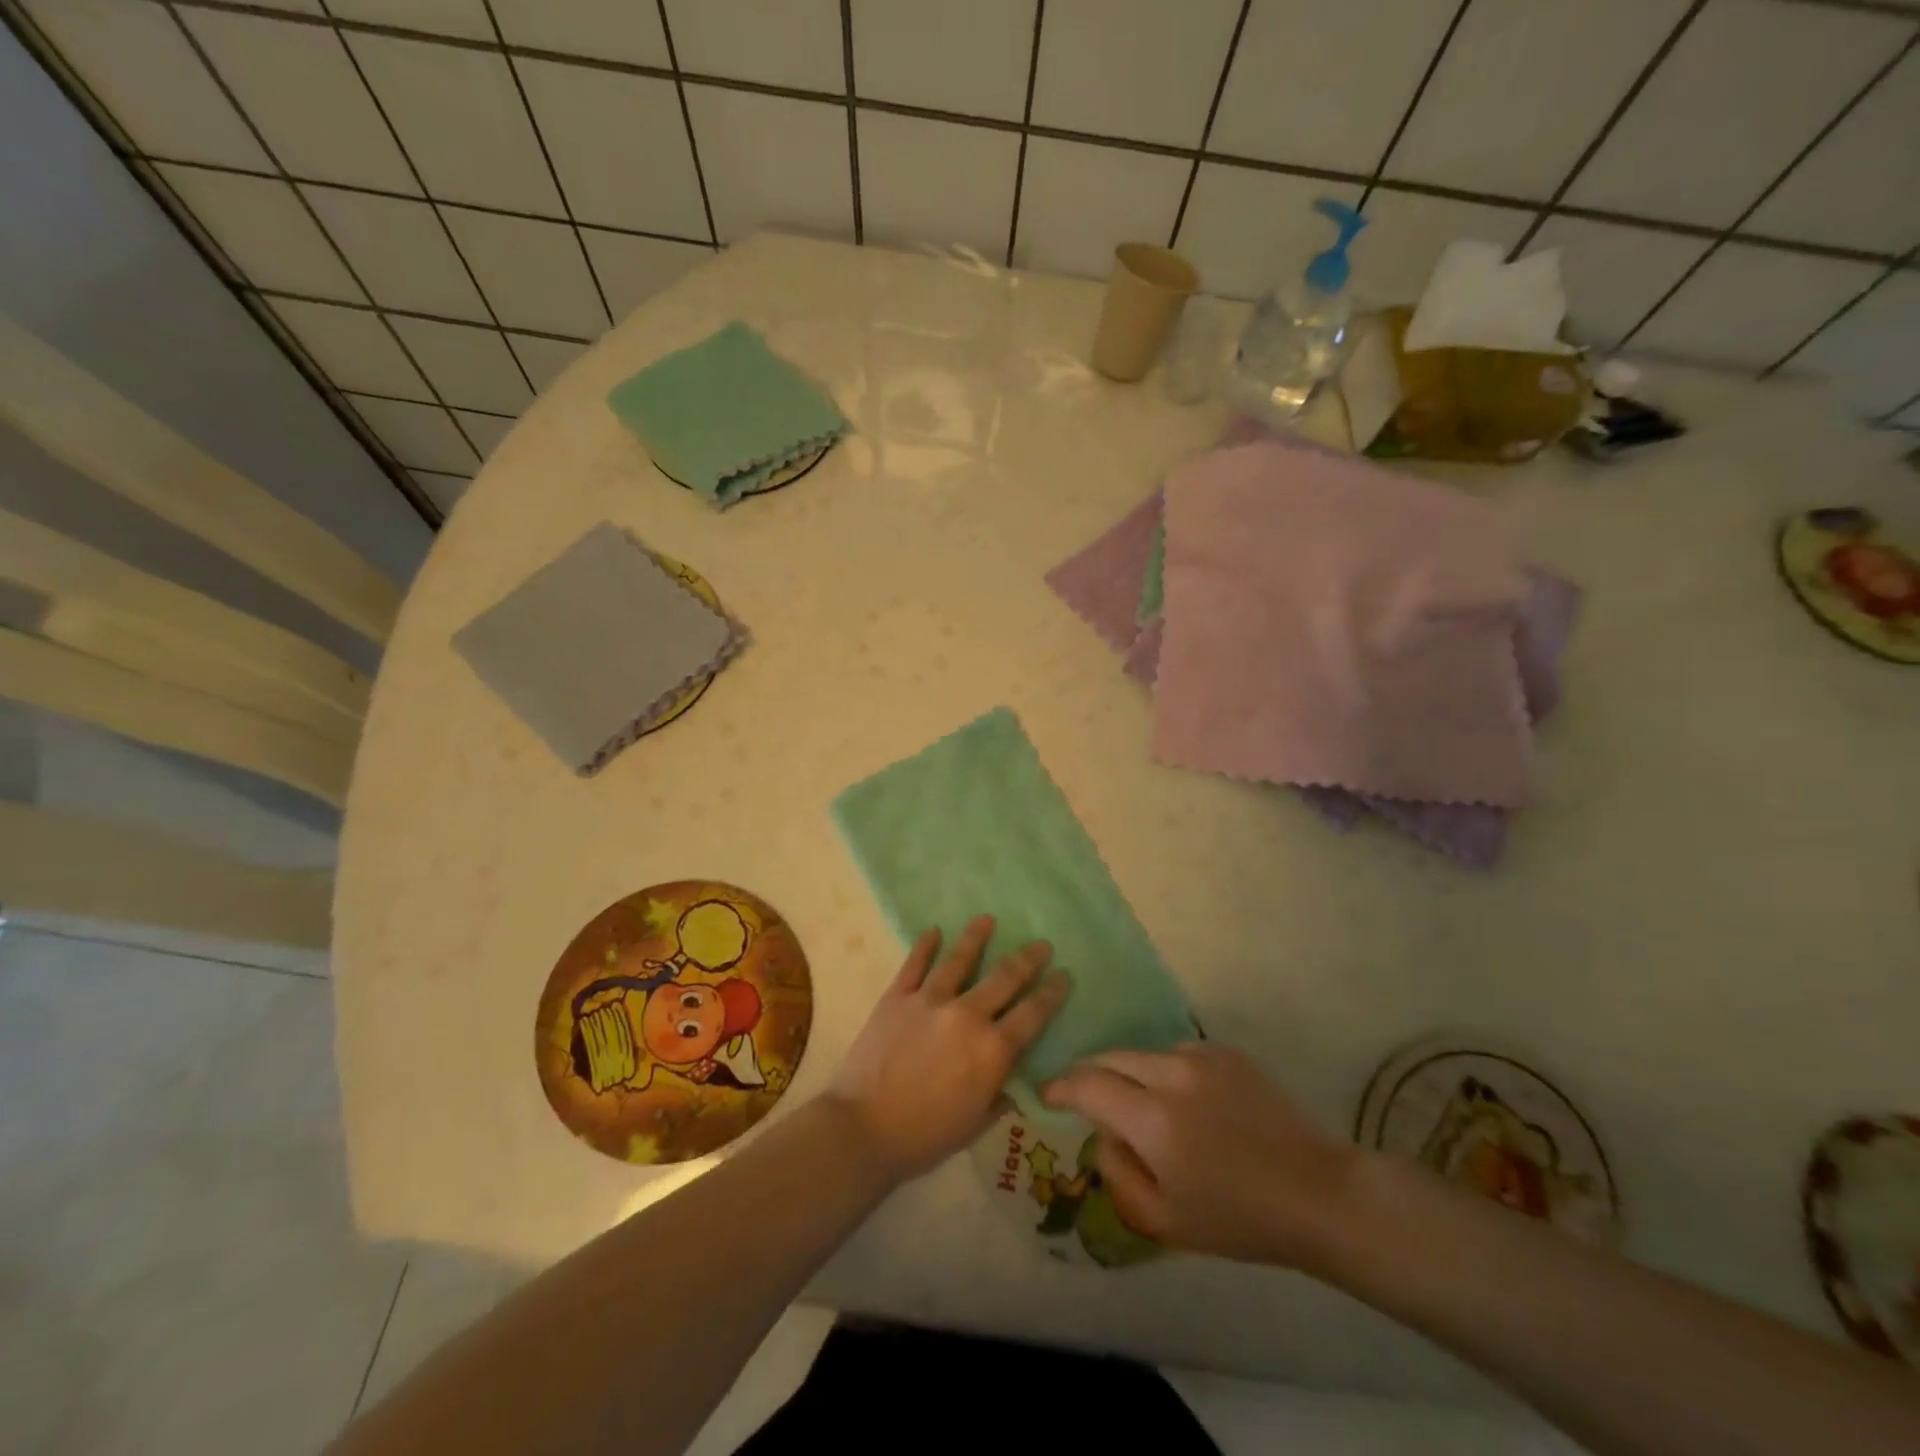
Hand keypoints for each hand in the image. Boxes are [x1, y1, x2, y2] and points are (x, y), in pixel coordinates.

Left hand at [829, 915, 1068, 1182]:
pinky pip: (914, 964)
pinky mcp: (897, 997)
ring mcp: (929, 1001)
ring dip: (976, 937)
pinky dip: (925, 945)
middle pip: (1004, 978)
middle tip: (1041, 944)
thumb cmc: (926, 1137)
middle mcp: (967, 1016)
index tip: (1064, 975)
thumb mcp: (976, 1124)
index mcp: (992, 1050)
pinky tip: (933, 931)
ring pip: (959, 960)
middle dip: (1028, 959)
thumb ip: (998, 1096)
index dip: (1052, 993)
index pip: (1032, 1015)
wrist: (864, 1129)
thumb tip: (1010, 1080)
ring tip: (987, 919)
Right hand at [1042, 1043, 1356, 1268]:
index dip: (1062, 1086)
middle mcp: (1171, 1074)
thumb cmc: (1238, 1219)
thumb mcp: (1163, 1221)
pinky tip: (1183, 1099)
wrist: (1317, 1194)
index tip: (1048, 1093)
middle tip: (1082, 1092)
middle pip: (1111, 1057)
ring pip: (1143, 1052)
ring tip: (1139, 1101)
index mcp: (1152, 1119)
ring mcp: (1201, 1057)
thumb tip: (1102, 1133)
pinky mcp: (1226, 1052)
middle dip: (1090, 1072)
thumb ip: (1117, 1172)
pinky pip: (1177, 1052)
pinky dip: (1165, 1070)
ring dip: (1130, 1072)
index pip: (1088, 1085)